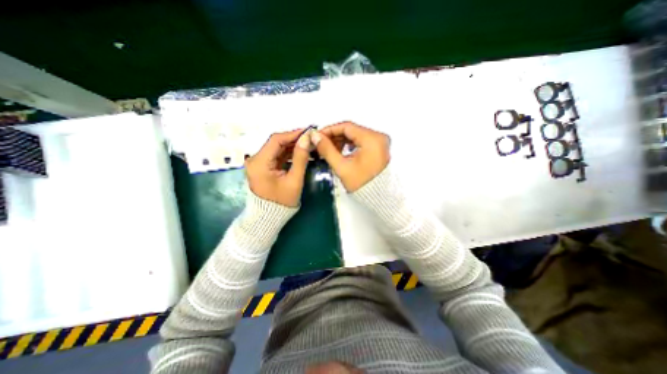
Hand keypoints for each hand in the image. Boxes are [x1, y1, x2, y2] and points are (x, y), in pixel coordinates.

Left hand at [245, 129, 312, 207]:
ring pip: (277, 149)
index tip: (308, 131)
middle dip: (294, 140)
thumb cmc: (282, 202)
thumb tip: (306, 139)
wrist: (268, 217)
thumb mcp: (294, 180)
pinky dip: (288, 154)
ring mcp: (258, 163)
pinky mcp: (262, 167)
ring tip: (308, 144)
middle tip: (310, 138)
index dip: (293, 134)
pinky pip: (276, 156)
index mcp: (259, 163)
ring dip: (292, 146)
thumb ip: (300, 158)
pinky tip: (300, 152)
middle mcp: (255, 159)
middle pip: (276, 143)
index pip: (276, 140)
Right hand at [312, 121, 391, 191]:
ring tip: (328, 149)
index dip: (330, 130)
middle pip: (352, 130)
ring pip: (356, 135)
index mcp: (372, 139)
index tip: (317, 135)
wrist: (377, 197)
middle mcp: (379, 137)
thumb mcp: (342, 167)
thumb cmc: (361, 184)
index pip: (347, 127)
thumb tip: (315, 136)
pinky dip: (350, 144)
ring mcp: (380, 142)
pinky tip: (340, 151)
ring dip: (341, 140)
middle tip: (321, 143)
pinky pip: (361, 141)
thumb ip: (327, 150)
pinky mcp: (379, 148)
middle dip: (334, 136)